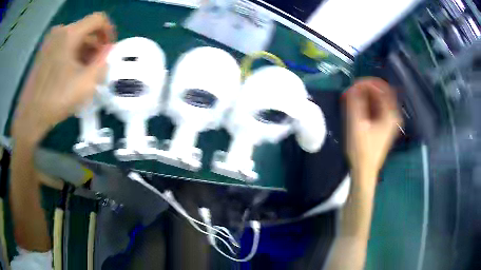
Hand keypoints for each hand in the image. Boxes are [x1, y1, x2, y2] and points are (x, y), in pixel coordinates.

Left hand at [12, 12, 115, 143]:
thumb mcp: (86, 83)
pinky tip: (71, 73)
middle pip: (85, 29)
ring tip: (84, 72)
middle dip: (95, 45)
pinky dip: (71, 55)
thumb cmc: (56, 99)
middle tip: (97, 65)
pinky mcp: (43, 52)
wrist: (29, 116)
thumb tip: (107, 52)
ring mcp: (49, 41)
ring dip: (84, 51)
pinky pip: (63, 46)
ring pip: (74, 38)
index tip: (109, 50)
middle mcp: (59, 31)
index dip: (109, 31)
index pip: (98, 19)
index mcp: (70, 33)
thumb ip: (102, 63)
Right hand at [344, 78, 401, 185]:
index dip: (367, 83)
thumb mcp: (356, 124)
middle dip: (364, 89)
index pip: (382, 87)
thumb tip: (353, 87)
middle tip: (349, 92)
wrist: (364, 171)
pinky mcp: (383, 126)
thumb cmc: (361, 149)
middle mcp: (393, 115)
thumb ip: (355, 102)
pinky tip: (355, 107)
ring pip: (377, 100)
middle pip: (380, 92)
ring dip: (363, 96)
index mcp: (391, 113)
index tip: (352, 85)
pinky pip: (375, 108)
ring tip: (349, 99)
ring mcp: (389, 121)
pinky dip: (365, 104)